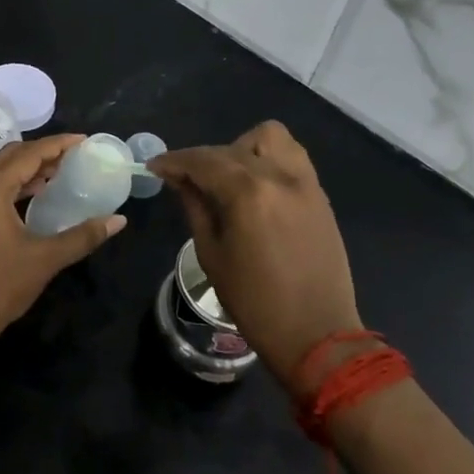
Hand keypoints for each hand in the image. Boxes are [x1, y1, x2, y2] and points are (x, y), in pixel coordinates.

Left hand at [0, 135, 126, 358]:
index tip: (83, 140)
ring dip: (28, 167)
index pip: (28, 154)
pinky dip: (15, 182)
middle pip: (10, 155)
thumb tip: (119, 220)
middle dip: (42, 151)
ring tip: (59, 171)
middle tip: (73, 155)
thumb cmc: (1, 285)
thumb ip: (83, 235)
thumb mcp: (46, 258)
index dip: (57, 144)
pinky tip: (36, 193)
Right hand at [148, 121, 363, 391]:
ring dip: (242, 148)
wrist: (318, 335)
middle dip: (203, 160)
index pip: (202, 161)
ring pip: (269, 137)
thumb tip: (180, 179)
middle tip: (186, 180)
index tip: (155, 167)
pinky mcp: (319, 194)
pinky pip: (292, 155)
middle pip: (231, 148)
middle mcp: (279, 176)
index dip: (174, 161)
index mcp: (248, 193)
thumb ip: (195, 206)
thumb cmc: (255, 302)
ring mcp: (304, 182)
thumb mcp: (212, 254)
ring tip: (229, 176)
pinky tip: (256, 184)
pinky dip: (269, 158)